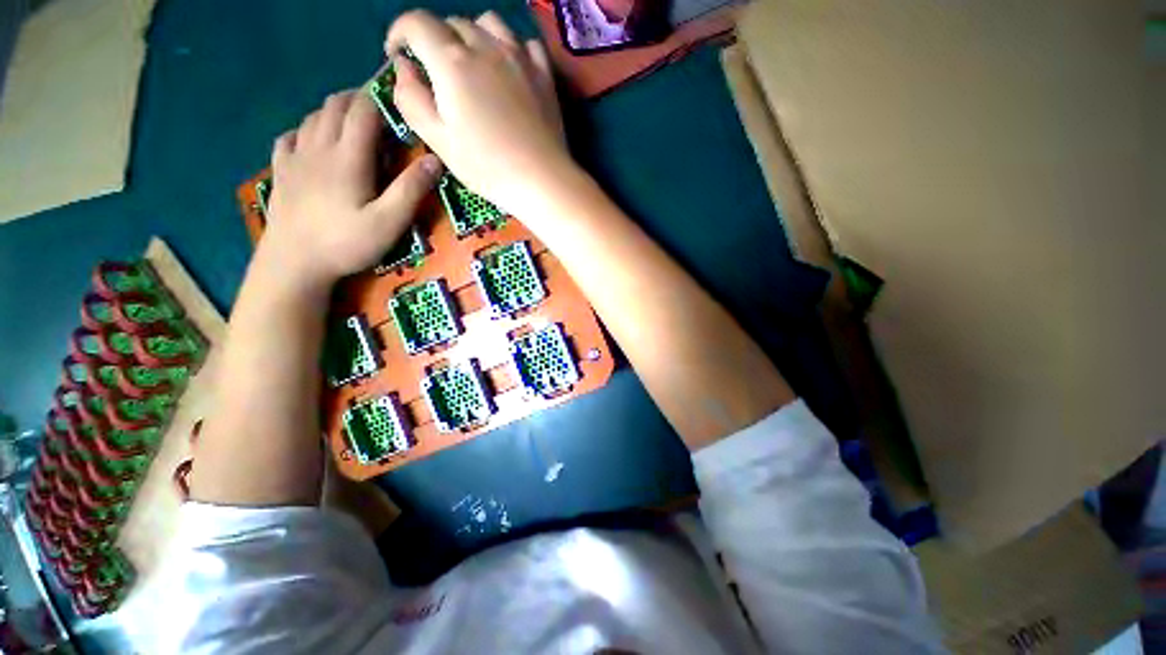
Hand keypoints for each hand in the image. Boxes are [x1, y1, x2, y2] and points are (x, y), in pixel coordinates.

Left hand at [263, 90, 442, 289]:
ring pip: (313, 117)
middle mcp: (318, 147)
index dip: (379, 99)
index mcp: (348, 157)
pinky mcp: (281, 172)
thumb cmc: (346, 243)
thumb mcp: (389, 222)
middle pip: (334, 106)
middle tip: (379, 113)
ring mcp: (295, 158)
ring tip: (352, 123)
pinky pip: (290, 137)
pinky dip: (305, 130)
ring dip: (333, 112)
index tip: (396, 99)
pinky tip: (314, 141)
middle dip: (357, 100)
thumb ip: (411, 190)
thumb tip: (435, 161)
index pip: (363, 111)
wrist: (293, 263)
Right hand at [386, 11, 571, 214]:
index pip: (417, 23)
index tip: (398, 55)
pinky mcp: (544, 74)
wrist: (541, 180)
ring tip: (473, 64)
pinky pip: (525, 43)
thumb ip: (411, 98)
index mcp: (452, 62)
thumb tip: (404, 67)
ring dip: (473, 35)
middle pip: (453, 23)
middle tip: (437, 72)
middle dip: (435, 40)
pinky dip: (511, 47)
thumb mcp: (437, 139)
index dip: (399, 33)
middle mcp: (486, 47)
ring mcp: (520, 57)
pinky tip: (509, 69)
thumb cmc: (487, 167)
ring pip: (490, 23)